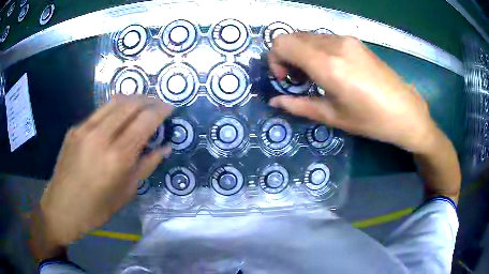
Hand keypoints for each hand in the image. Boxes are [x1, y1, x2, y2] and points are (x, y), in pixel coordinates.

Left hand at [30, 95, 172, 259]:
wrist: (62, 207)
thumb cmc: (97, 209)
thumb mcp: (126, 193)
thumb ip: (146, 166)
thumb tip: (164, 148)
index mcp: (117, 158)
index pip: (144, 121)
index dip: (160, 110)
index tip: (170, 107)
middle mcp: (101, 137)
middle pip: (130, 104)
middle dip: (149, 100)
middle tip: (158, 104)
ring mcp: (84, 129)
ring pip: (114, 101)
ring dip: (133, 99)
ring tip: (142, 104)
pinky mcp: (75, 128)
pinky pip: (99, 111)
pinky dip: (115, 109)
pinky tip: (118, 117)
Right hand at [268, 33, 459, 201]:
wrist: (406, 111)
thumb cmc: (371, 120)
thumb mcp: (333, 117)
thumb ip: (299, 105)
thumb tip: (275, 100)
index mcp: (327, 64)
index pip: (282, 43)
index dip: (275, 59)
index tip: (287, 79)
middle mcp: (334, 43)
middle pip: (293, 36)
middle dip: (286, 56)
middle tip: (298, 79)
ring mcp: (346, 39)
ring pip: (308, 36)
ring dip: (302, 53)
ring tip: (315, 76)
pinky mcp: (355, 41)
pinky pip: (324, 39)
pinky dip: (317, 50)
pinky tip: (331, 69)